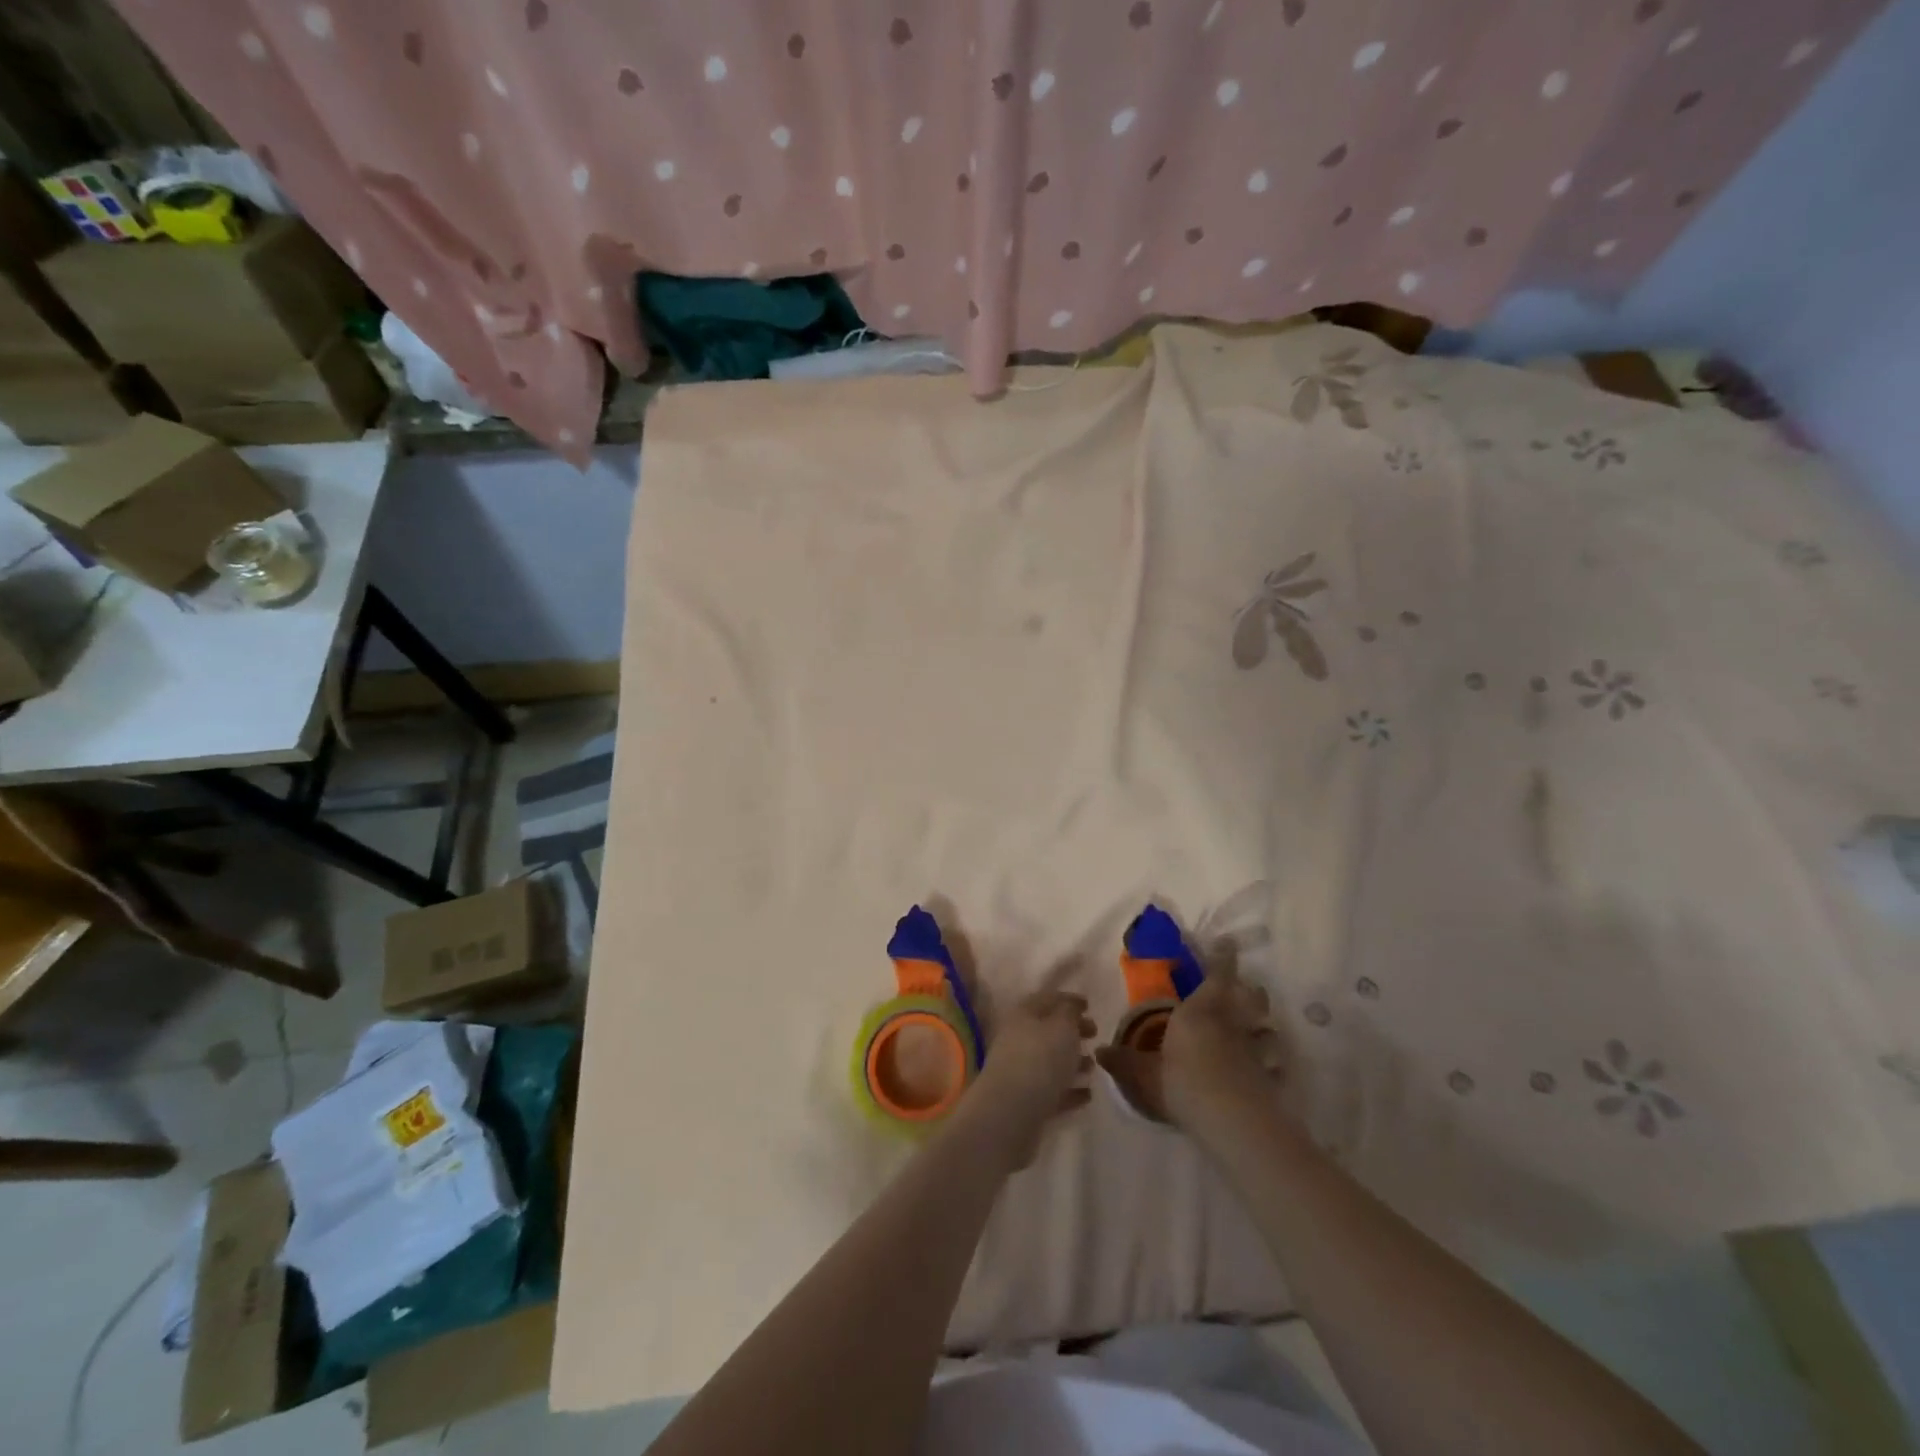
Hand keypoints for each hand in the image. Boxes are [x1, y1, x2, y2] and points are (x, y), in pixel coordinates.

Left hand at [965, 989, 1094, 1167]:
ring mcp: (1022, 1072)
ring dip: (1073, 1061)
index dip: (1069, 1000)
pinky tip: (1088, 1094)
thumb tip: (1071, 1006)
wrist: (1010, 1114)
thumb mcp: (1062, 1027)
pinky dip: (1070, 1090)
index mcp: (1024, 1015)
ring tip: (1094, 1066)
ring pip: (1051, 1062)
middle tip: (1095, 1034)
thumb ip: (1070, 1013)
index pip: (1048, 1000)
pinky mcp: (1028, 1102)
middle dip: (1073, 1031)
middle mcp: (1019, 1040)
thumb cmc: (1039, 1060)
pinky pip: (1053, 1091)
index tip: (1089, 1005)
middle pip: (1049, 1031)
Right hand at [1095, 963, 1284, 1134]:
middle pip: (1249, 996)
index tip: (1228, 942)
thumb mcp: (1143, 1074)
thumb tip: (1099, 1051)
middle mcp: (1231, 1023)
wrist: (1231, 1121)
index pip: (1216, 975)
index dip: (1223, 957)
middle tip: (1244, 986)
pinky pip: (1274, 1064)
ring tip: (1259, 1027)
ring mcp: (1254, 1050)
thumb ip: (1122, 1062)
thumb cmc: (1182, 1083)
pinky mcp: (1268, 1078)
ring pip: (1267, 1026)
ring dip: (1264, 1024)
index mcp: (1200, 1011)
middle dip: (1248, 988)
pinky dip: (1273, 1064)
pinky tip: (1270, 1070)